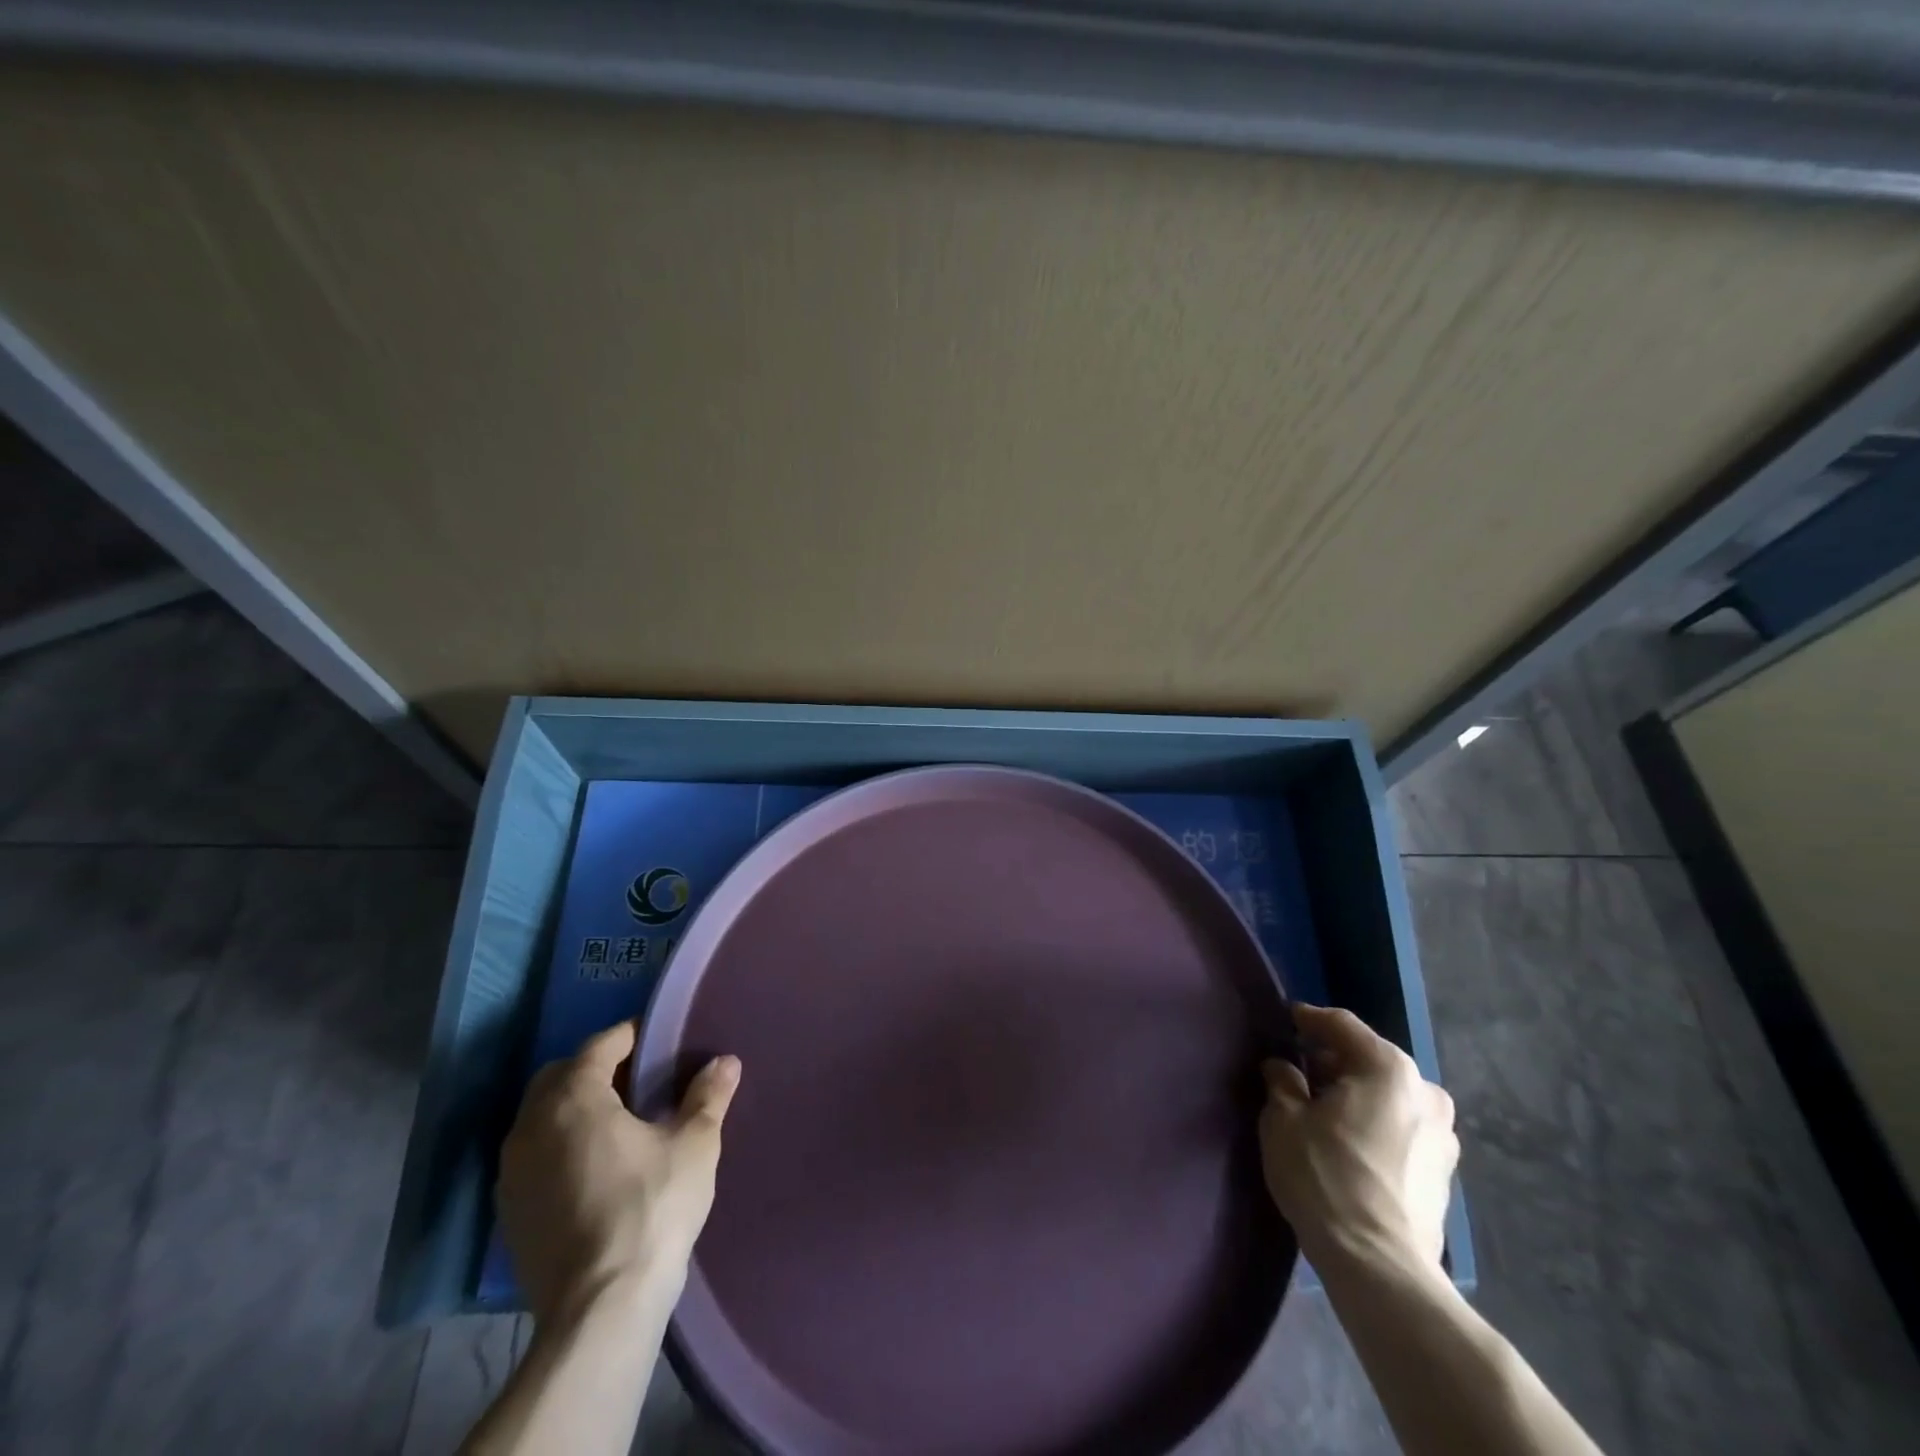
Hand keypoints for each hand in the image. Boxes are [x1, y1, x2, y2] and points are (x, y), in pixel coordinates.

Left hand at [496, 1020, 739, 1324]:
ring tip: (618, 1123)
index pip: (600, 1046)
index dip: (630, 1036)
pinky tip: (594, 1167)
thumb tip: (726, 1062)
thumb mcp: (694, 1145)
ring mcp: (512, 1173)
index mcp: (574, 1098)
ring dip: (573, 1109)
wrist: (600, 1310)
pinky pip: (533, 1156)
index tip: (658, 1040)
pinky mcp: (508, 1213)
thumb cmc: (651, 1208)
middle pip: (560, 1076)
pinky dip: (559, 1146)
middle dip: (595, 1069)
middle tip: (638, 1080)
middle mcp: (531, 1126)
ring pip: (541, 1118)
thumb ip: (708, 1097)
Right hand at [1259, 1003, 1457, 1274]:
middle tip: (1300, 1071)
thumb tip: (1282, 1068)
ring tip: (1324, 1110)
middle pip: (1370, 1059)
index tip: (1287, 1019)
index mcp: (1388, 1069)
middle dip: (1334, 1061)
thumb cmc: (1326, 1177)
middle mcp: (1425, 1092)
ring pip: (1389, 1095)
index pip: (1342, 1026)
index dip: (1310, 1019)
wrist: (1380, 1266)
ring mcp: (1443, 1135)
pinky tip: (1350, 1142)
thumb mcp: (1284, 1120)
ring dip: (1357, 1094)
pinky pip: (1401, 1127)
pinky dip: (1375, 1123)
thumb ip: (1282, 1082)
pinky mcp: (1444, 1172)